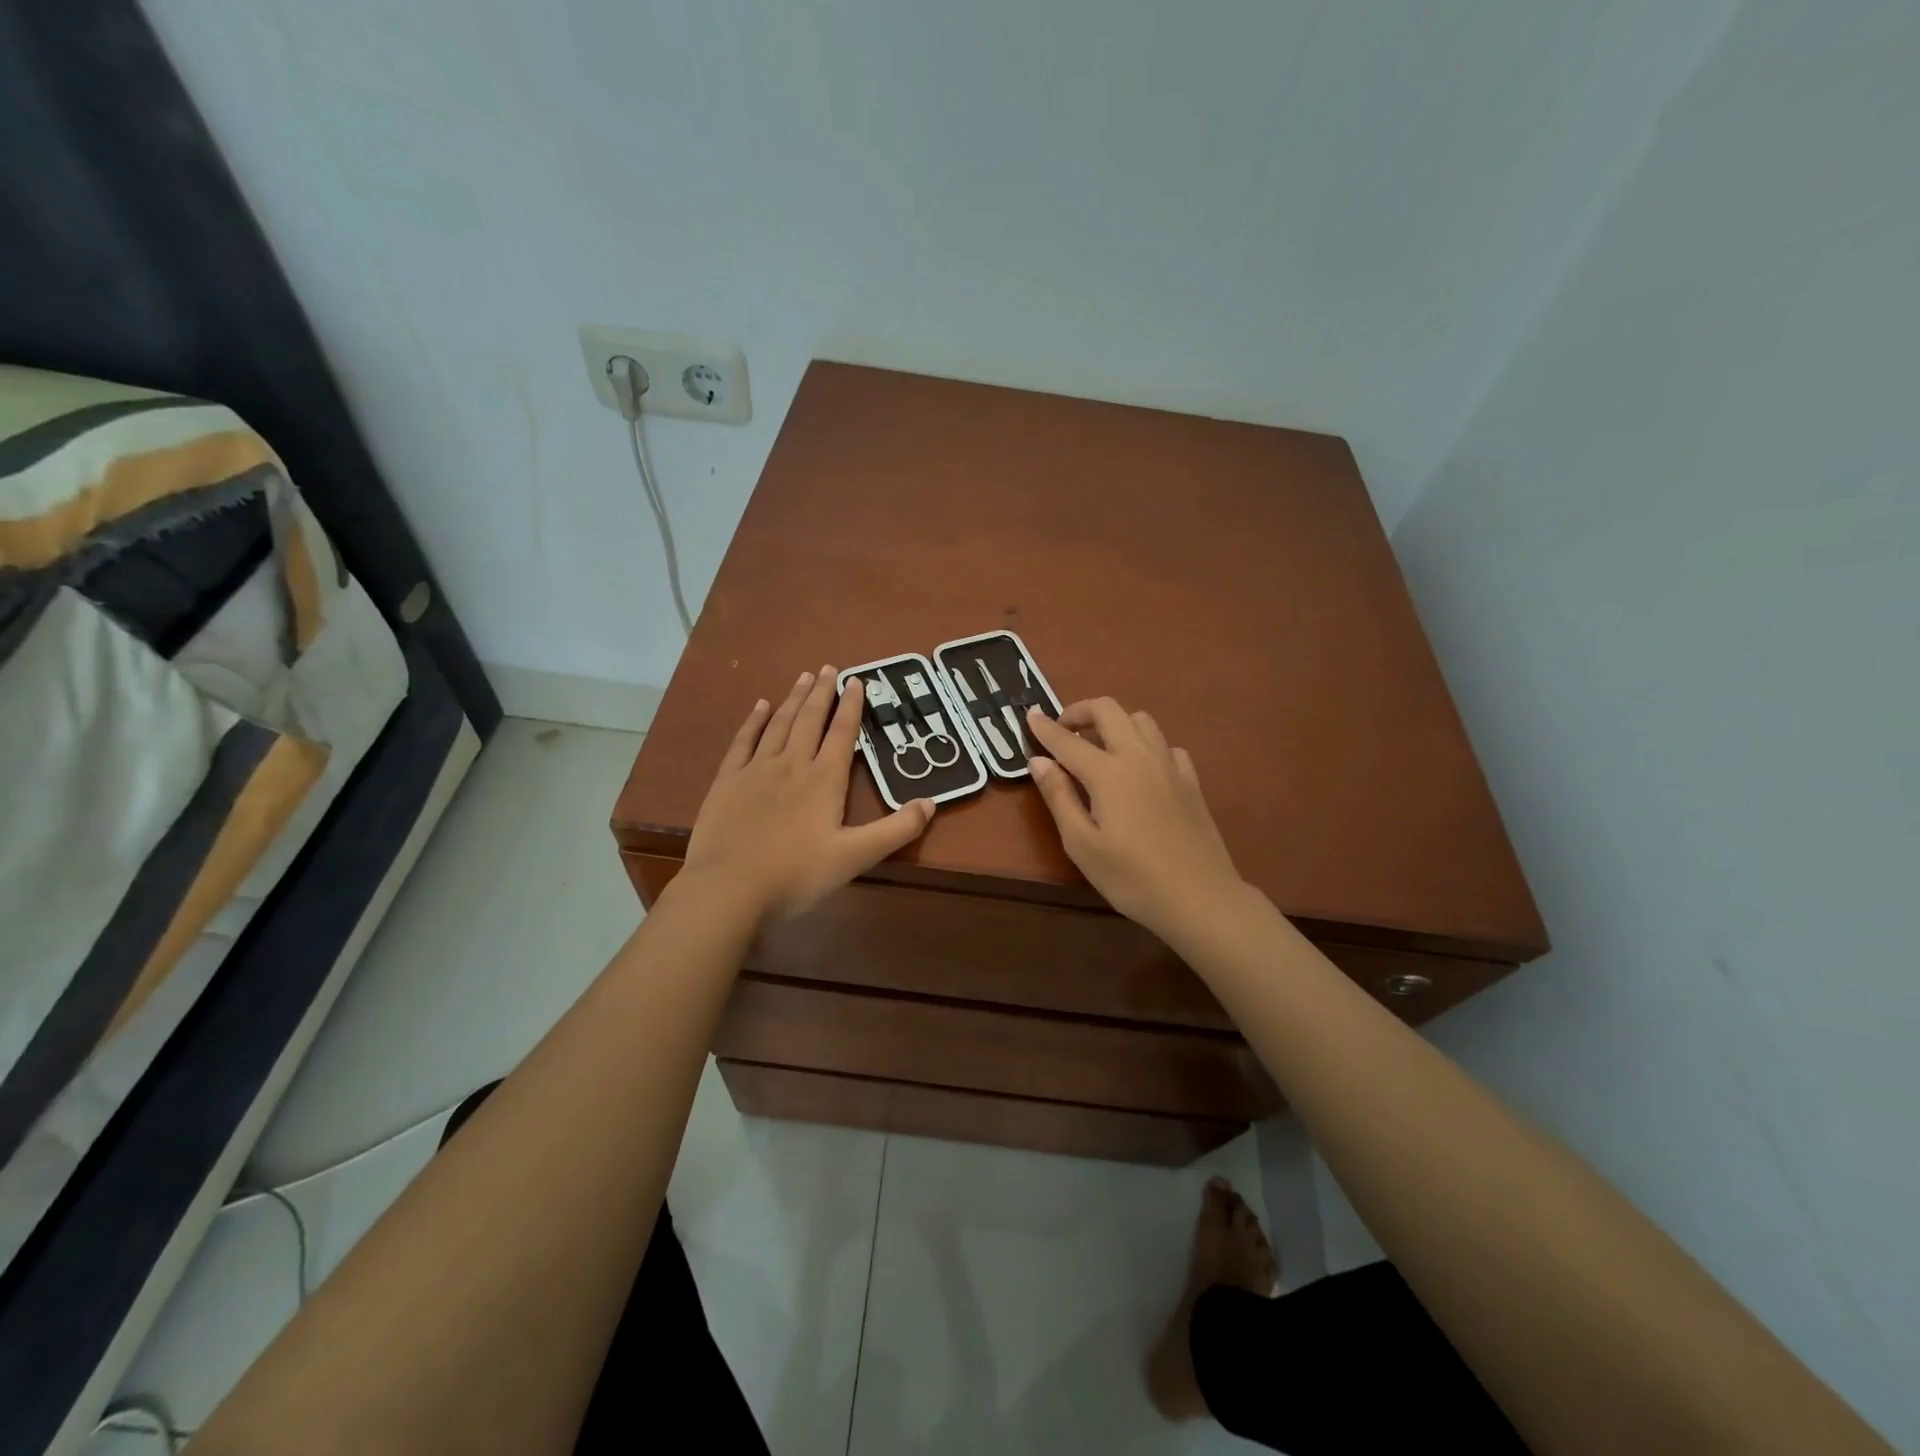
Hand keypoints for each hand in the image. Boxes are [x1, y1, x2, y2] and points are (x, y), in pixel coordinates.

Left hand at [682, 667, 934, 923]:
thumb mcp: (856, 857)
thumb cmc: (796, 874)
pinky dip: (753, 721)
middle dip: (822, 692)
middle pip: (810, 720)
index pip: (842, 733)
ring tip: (803, 677)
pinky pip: (743, 741)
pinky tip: (760, 706)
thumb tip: (931, 803)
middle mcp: (792, 764)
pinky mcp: (727, 781)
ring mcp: (756, 770)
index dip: (851, 705)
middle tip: (828, 667)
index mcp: (824, 780)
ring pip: (779, 724)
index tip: (856, 680)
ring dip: (793, 699)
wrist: (729, 888)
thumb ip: (896, 830)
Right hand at [1025, 699, 1248, 942]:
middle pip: (1108, 710)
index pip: (1068, 740)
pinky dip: (1145, 745)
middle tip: (1063, 731)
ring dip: (1114, 723)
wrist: (1200, 898)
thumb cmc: (1132, 878)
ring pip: (1140, 720)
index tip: (1030, 716)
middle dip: (1080, 711)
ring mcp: (1170, 765)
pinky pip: (1165, 745)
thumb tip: (1038, 761)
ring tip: (1099, 748)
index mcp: (1108, 773)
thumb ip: (1059, 797)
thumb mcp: (1081, 844)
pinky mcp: (1190, 780)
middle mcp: (1139, 757)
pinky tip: (1140, 770)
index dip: (1045, 728)